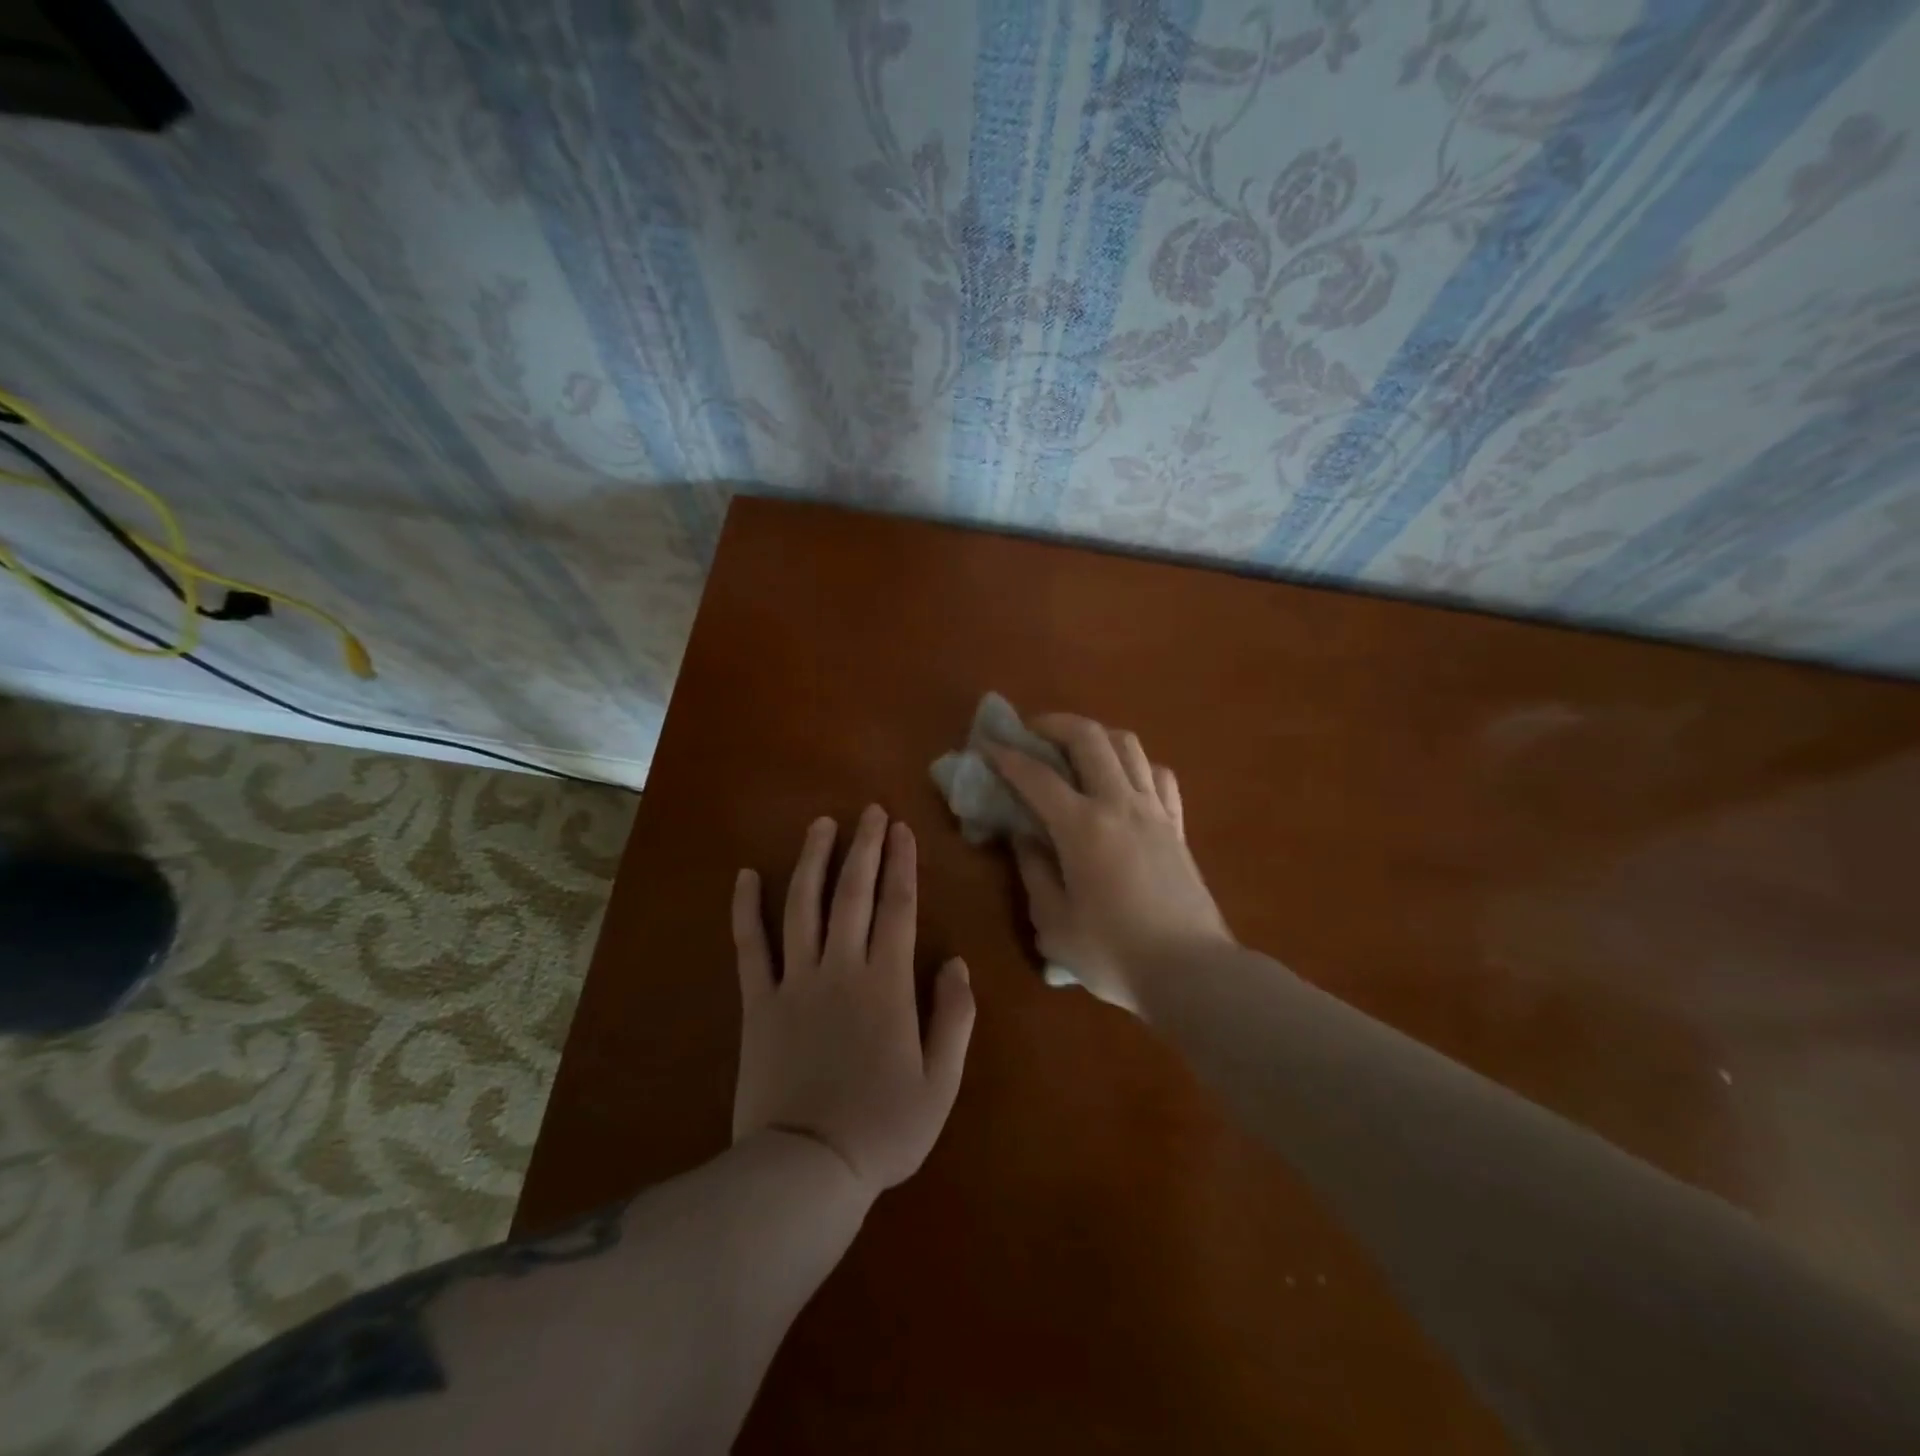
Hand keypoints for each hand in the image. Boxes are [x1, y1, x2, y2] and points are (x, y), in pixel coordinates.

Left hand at [731, 806, 975, 1200]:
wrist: (806, 1169)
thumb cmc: (882, 1128)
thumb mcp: (940, 1083)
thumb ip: (954, 1017)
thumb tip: (958, 963)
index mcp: (886, 983)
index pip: (897, 907)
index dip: (901, 864)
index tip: (902, 829)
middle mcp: (841, 968)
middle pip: (853, 894)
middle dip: (864, 847)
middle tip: (869, 811)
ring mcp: (794, 981)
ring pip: (803, 906)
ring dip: (813, 860)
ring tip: (821, 825)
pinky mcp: (758, 1002)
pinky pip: (750, 947)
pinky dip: (746, 909)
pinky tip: (745, 876)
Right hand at [988, 716, 1232, 1012]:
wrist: (1193, 973)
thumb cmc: (1115, 954)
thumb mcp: (1055, 924)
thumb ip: (1034, 873)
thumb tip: (1024, 838)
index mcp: (1083, 827)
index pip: (1036, 776)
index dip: (1006, 756)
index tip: (985, 745)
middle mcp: (1119, 804)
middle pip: (1088, 738)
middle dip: (1053, 724)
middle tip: (1031, 732)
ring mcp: (1154, 811)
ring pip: (1128, 745)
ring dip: (1096, 735)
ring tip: (1075, 748)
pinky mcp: (1177, 826)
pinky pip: (1159, 775)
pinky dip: (1135, 765)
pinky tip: (1123, 780)